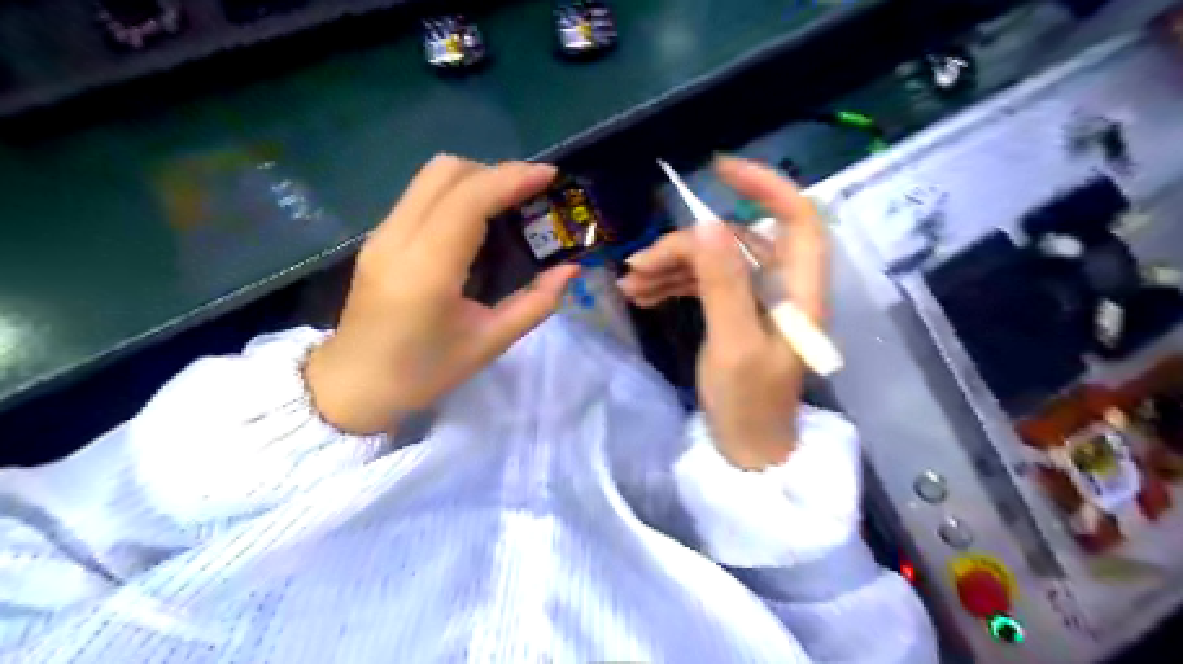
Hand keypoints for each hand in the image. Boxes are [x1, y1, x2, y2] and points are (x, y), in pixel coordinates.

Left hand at [302, 155, 577, 436]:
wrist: (354, 387)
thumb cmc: (424, 372)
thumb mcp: (490, 343)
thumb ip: (536, 303)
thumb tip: (571, 269)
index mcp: (427, 269)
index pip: (469, 199)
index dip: (512, 178)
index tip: (550, 176)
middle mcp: (398, 238)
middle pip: (446, 172)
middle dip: (496, 172)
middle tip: (531, 195)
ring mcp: (382, 235)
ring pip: (430, 177)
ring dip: (476, 179)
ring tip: (509, 204)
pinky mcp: (378, 238)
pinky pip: (421, 195)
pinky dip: (457, 193)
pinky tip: (478, 221)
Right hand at [614, 155, 824, 469]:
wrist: (746, 455)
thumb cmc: (748, 407)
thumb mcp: (733, 345)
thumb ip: (722, 284)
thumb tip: (705, 224)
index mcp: (799, 292)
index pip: (797, 219)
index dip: (765, 187)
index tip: (717, 170)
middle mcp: (782, 289)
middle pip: (736, 243)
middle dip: (687, 246)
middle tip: (639, 266)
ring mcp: (757, 303)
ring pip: (715, 264)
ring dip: (673, 266)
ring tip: (631, 284)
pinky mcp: (736, 316)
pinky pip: (705, 286)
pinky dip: (674, 285)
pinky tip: (642, 294)